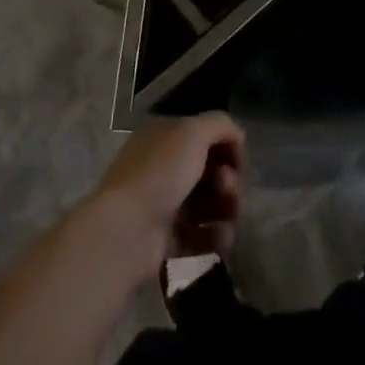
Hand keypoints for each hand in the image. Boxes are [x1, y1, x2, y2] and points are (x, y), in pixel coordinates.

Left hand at [84, 113, 245, 278]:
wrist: (126, 232)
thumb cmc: (159, 174)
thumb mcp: (192, 132)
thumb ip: (220, 124)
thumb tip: (238, 136)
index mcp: (164, 138)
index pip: (206, 136)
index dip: (228, 146)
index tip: (238, 160)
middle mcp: (164, 167)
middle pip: (211, 170)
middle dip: (228, 179)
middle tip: (226, 188)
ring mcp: (165, 204)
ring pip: (210, 203)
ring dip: (227, 208)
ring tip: (228, 216)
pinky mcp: (169, 239)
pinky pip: (202, 235)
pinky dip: (215, 235)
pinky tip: (220, 237)